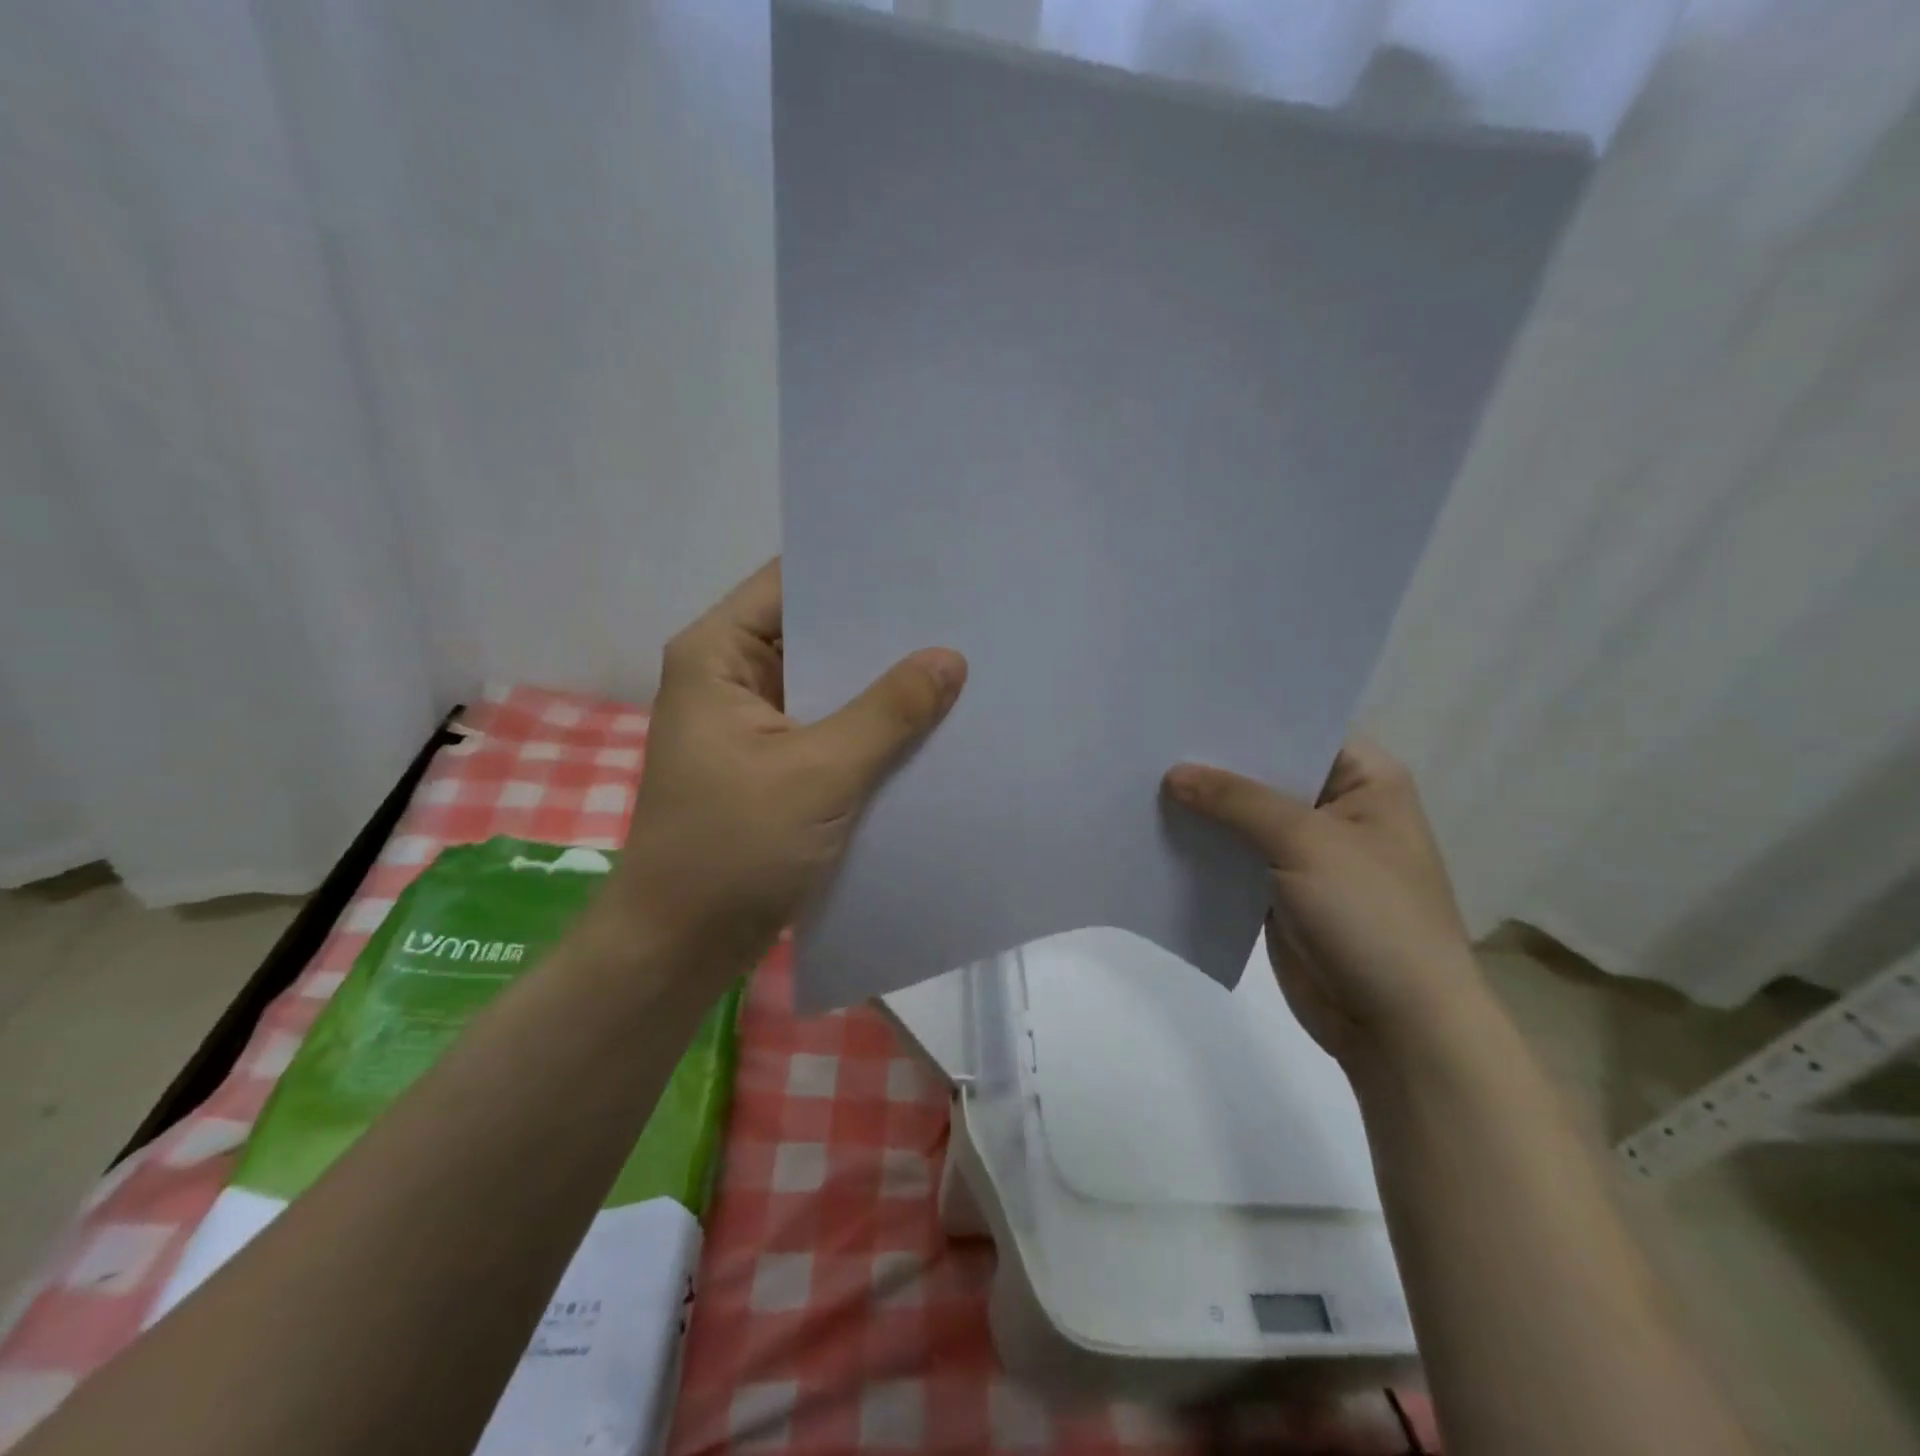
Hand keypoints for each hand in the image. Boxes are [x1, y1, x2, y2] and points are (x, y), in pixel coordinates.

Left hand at [601, 560, 965, 992]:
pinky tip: (927, 721)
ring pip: (826, 685)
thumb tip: (950, 658)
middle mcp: (731, 677)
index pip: (791, 583)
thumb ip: (888, 713)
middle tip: (957, 613)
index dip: (854, 571)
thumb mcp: (819, 774)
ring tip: (956, 659)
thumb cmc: (732, 850)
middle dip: (879, 631)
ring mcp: (753, 724)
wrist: (681, 948)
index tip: (924, 565)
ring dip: (879, 682)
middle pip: (812, 632)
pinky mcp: (773, 766)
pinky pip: (830, 729)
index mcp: (718, 655)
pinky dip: (869, 726)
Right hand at [1164, 740, 1485, 1068]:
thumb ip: (1237, 801)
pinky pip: (1233, 857)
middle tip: (1150, 739)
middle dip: (1214, 764)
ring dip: (1203, 807)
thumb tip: (1173, 773)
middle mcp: (1335, 807)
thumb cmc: (1371, 916)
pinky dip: (1203, 848)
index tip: (1187, 703)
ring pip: (1244, 817)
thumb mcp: (1305, 843)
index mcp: (1365, 780)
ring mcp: (1306, 852)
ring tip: (1138, 778)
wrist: (1397, 1025)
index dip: (1246, 718)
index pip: (1299, 729)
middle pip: (1265, 773)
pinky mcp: (1279, 890)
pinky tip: (1156, 830)